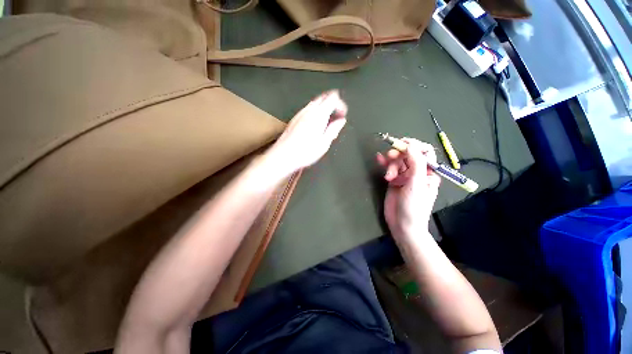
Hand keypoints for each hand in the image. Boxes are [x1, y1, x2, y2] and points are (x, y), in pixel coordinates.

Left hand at [268, 90, 346, 174]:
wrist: (283, 155)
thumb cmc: (304, 152)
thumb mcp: (324, 143)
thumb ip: (334, 129)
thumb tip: (341, 121)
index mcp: (318, 115)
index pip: (332, 98)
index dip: (340, 104)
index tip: (342, 115)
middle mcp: (308, 110)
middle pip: (323, 98)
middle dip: (332, 105)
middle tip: (336, 117)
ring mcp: (300, 114)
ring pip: (315, 104)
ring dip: (323, 109)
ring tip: (327, 124)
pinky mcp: (294, 119)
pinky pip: (307, 110)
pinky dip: (315, 113)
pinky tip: (315, 126)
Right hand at [376, 138, 440, 238]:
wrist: (403, 225)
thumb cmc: (414, 206)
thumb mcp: (417, 184)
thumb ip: (415, 163)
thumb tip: (411, 145)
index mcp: (429, 171)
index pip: (425, 151)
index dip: (414, 145)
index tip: (402, 143)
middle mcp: (417, 172)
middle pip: (408, 155)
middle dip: (399, 154)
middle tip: (390, 156)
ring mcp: (405, 176)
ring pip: (397, 161)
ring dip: (390, 164)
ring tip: (388, 176)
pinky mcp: (394, 180)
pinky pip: (389, 168)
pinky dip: (384, 163)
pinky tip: (378, 160)